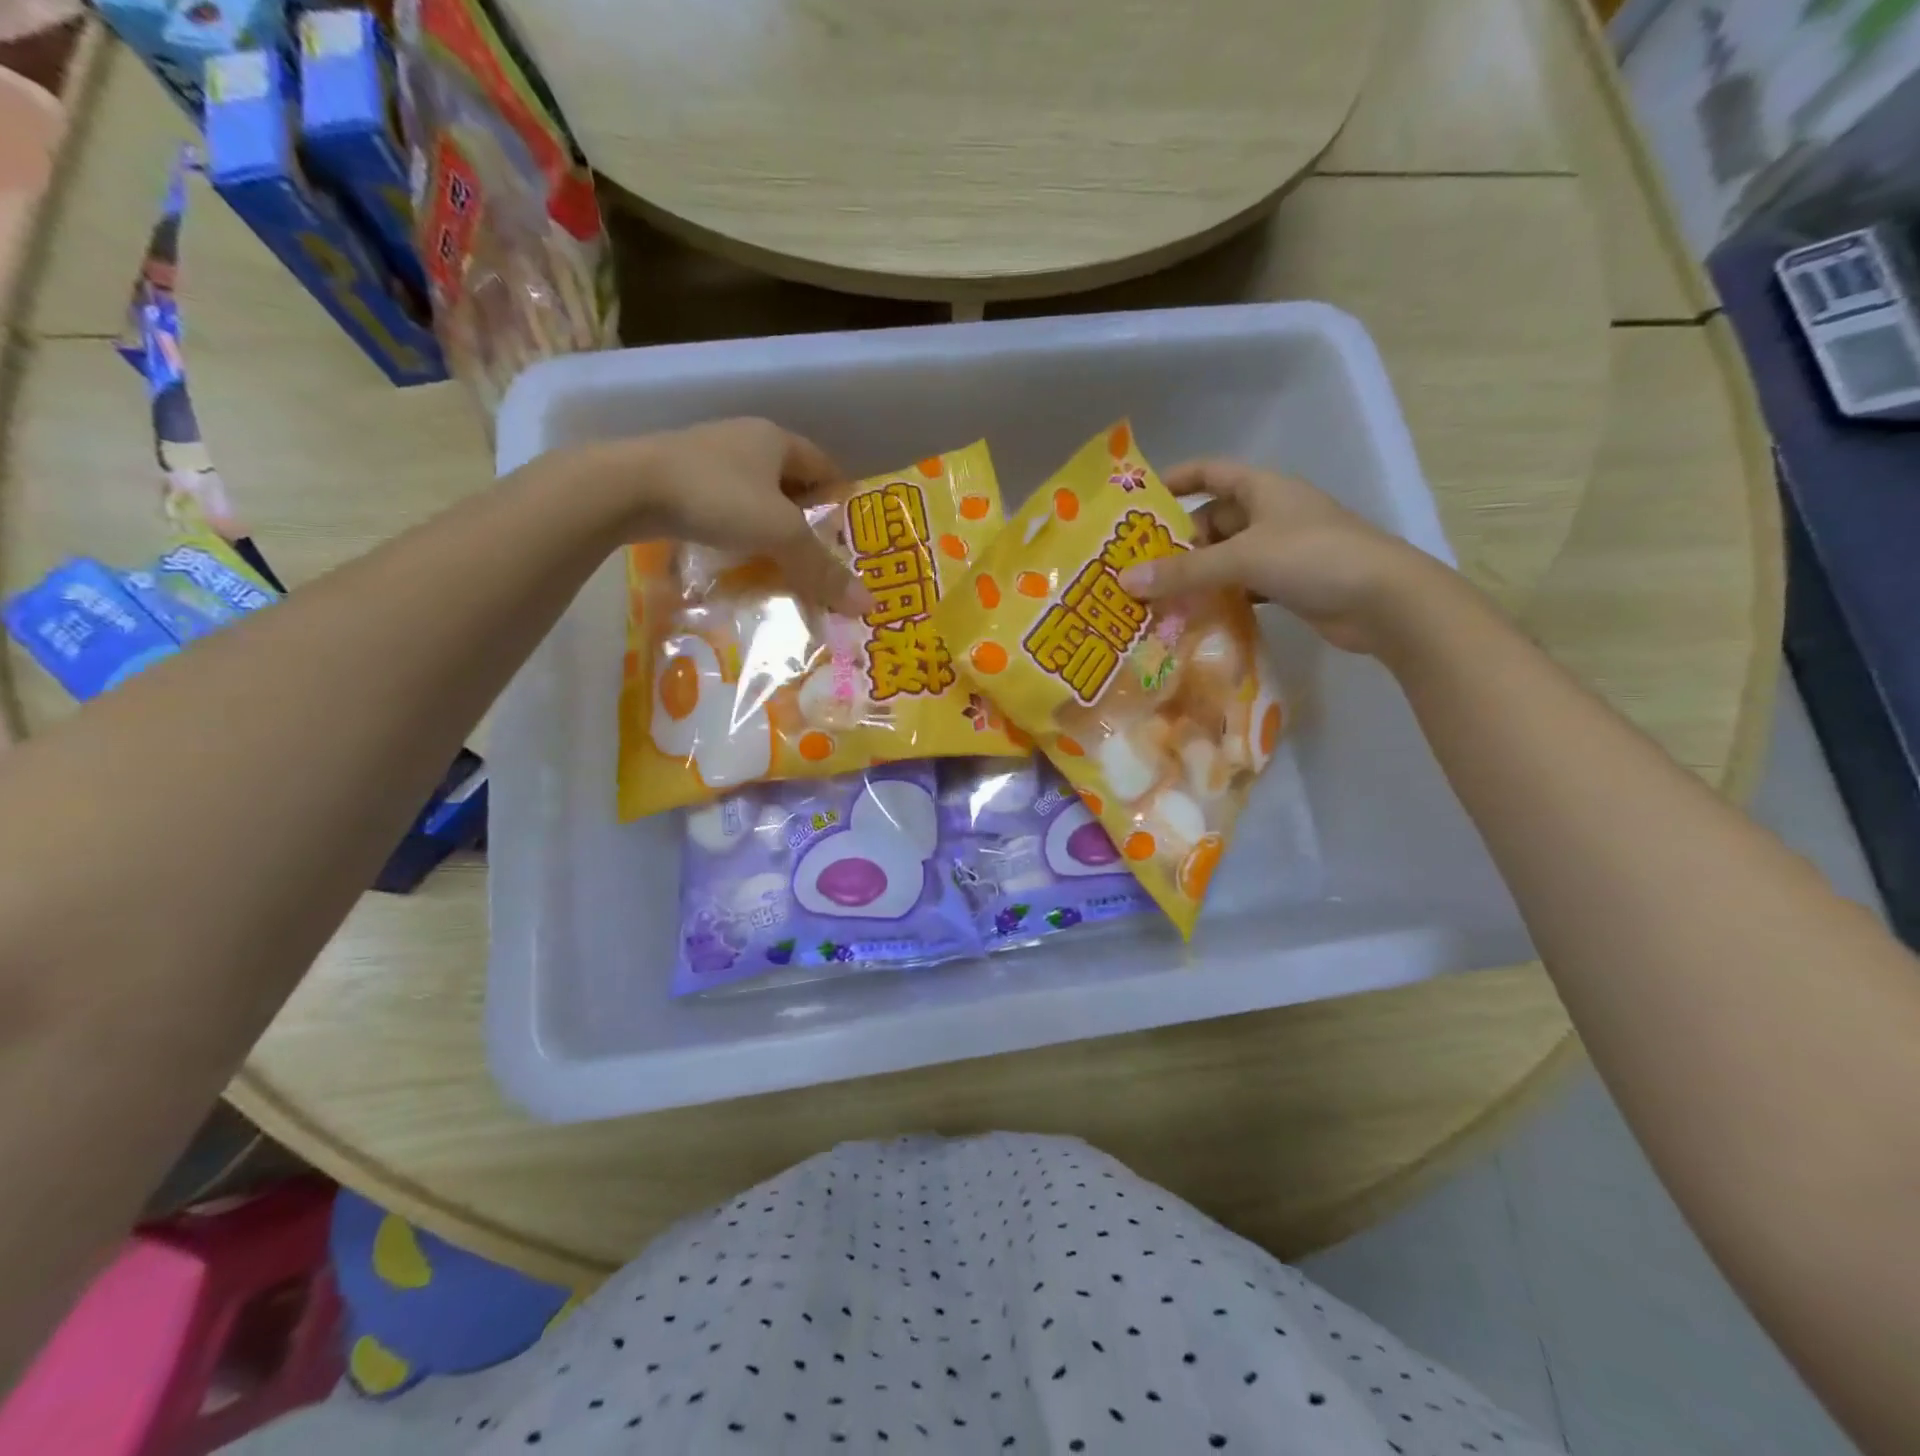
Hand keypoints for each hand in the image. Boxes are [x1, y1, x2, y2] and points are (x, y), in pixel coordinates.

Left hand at [567, 418, 873, 613]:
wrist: (627, 487)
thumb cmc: (718, 497)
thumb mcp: (781, 535)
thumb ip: (823, 569)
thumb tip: (868, 604)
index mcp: (776, 438)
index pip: (826, 467)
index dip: (843, 501)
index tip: (852, 538)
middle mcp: (745, 440)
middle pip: (791, 484)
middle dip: (807, 521)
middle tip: (821, 559)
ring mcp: (709, 458)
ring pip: (756, 496)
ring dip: (771, 528)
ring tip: (784, 564)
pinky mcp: (679, 479)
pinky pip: (726, 507)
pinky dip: (739, 531)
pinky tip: (740, 557)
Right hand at [1115, 459, 1454, 655]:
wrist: (1383, 600)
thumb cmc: (1313, 557)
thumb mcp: (1242, 558)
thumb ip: (1183, 572)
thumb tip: (1125, 581)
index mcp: (1263, 488)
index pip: (1210, 472)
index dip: (1176, 480)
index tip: (1140, 501)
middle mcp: (1270, 513)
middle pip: (1212, 520)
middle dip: (1178, 542)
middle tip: (1139, 567)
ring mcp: (1281, 549)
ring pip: (1225, 556)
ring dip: (1196, 574)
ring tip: (1157, 596)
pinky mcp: (1289, 583)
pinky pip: (1242, 585)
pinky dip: (1219, 597)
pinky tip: (1195, 615)